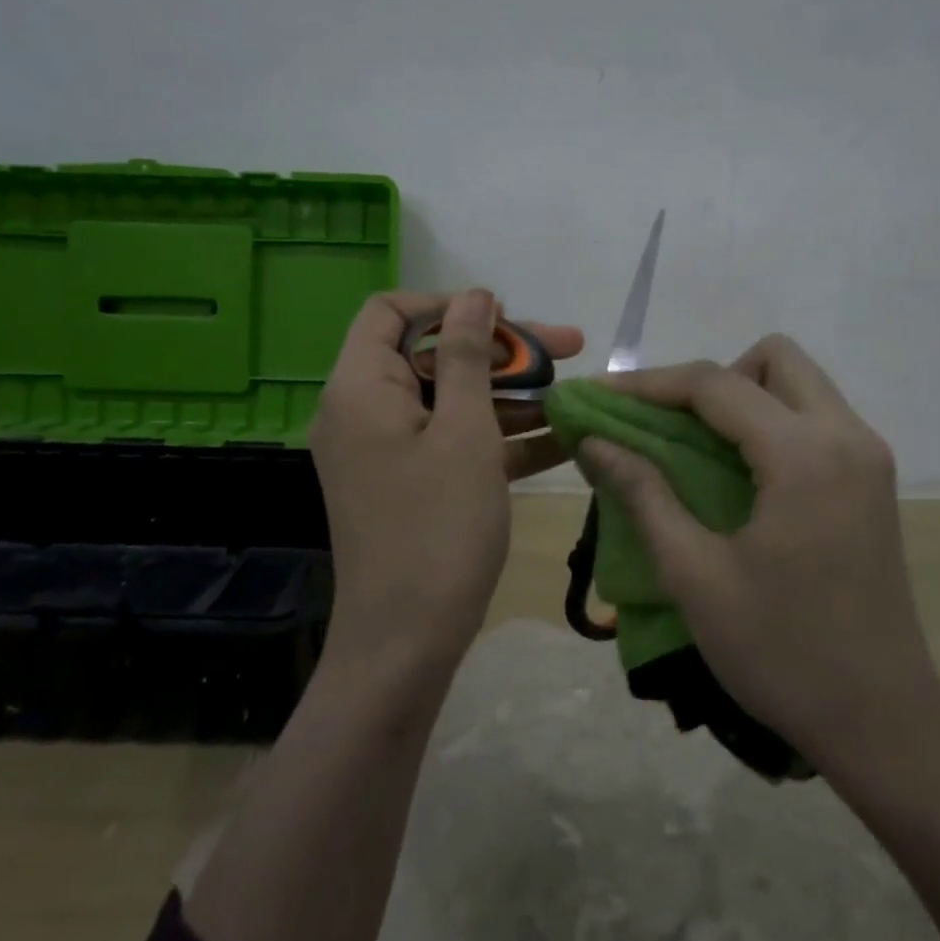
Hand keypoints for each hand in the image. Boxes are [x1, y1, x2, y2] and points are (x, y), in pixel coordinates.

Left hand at [311, 289, 584, 672]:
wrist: (407, 644)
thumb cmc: (437, 527)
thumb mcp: (464, 431)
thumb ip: (467, 356)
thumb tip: (474, 296)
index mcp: (361, 387)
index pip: (392, 312)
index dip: (450, 305)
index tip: (505, 318)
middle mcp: (365, 412)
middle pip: (433, 356)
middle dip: (503, 351)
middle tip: (570, 347)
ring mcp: (389, 451)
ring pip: (452, 400)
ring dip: (512, 395)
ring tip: (578, 394)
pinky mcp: (412, 484)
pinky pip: (455, 442)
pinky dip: (501, 436)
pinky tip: (563, 437)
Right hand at [577, 335, 939, 769]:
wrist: (881, 722)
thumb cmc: (781, 652)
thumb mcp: (695, 575)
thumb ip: (642, 494)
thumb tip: (594, 442)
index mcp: (804, 455)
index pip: (715, 384)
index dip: (649, 384)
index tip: (599, 396)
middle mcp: (847, 436)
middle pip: (774, 358)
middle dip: (711, 380)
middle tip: (670, 427)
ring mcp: (868, 457)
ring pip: (799, 384)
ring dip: (743, 397)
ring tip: (698, 449)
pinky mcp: (873, 481)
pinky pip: (815, 419)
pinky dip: (770, 423)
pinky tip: (739, 473)